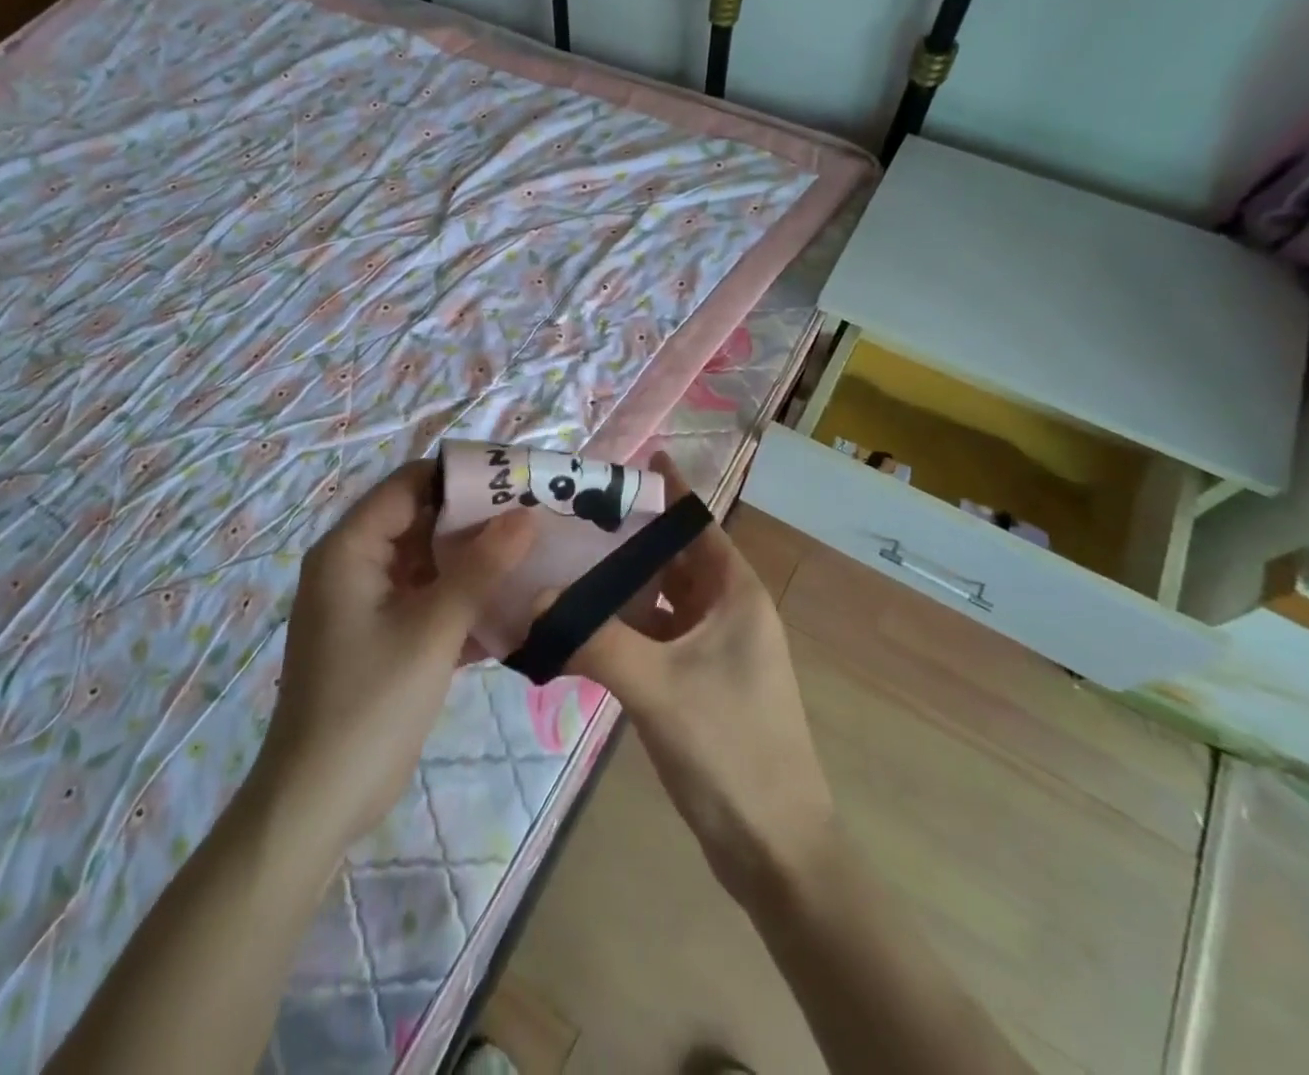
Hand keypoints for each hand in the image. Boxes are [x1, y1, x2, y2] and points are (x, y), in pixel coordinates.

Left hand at [253, 459, 536, 856]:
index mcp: (351, 548)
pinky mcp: (381, 636)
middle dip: (476, 521)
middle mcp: (355, 564)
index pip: (410, 483)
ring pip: (428, 563)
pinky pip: (427, 599)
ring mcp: (367, 602)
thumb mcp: (432, 629)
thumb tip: (526, 514)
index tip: (516, 480)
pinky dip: (461, 600)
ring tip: (534, 555)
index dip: (461, 477)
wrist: (317, 803)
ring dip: (474, 563)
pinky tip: (511, 607)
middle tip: (536, 517)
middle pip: (421, 521)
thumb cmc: (370, 703)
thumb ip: (481, 568)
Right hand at [564, 453, 837, 897]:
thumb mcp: (657, 686)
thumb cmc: (729, 749)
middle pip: (674, 556)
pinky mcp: (700, 681)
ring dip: (623, 581)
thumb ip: (593, 638)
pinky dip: (624, 623)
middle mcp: (729, 609)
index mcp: (735, 593)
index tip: (626, 461)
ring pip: (662, 597)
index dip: (666, 489)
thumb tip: (532, 599)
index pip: (697, 521)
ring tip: (567, 558)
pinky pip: (656, 634)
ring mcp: (715, 648)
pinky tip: (581, 622)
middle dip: (631, 534)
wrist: (775, 848)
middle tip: (574, 512)